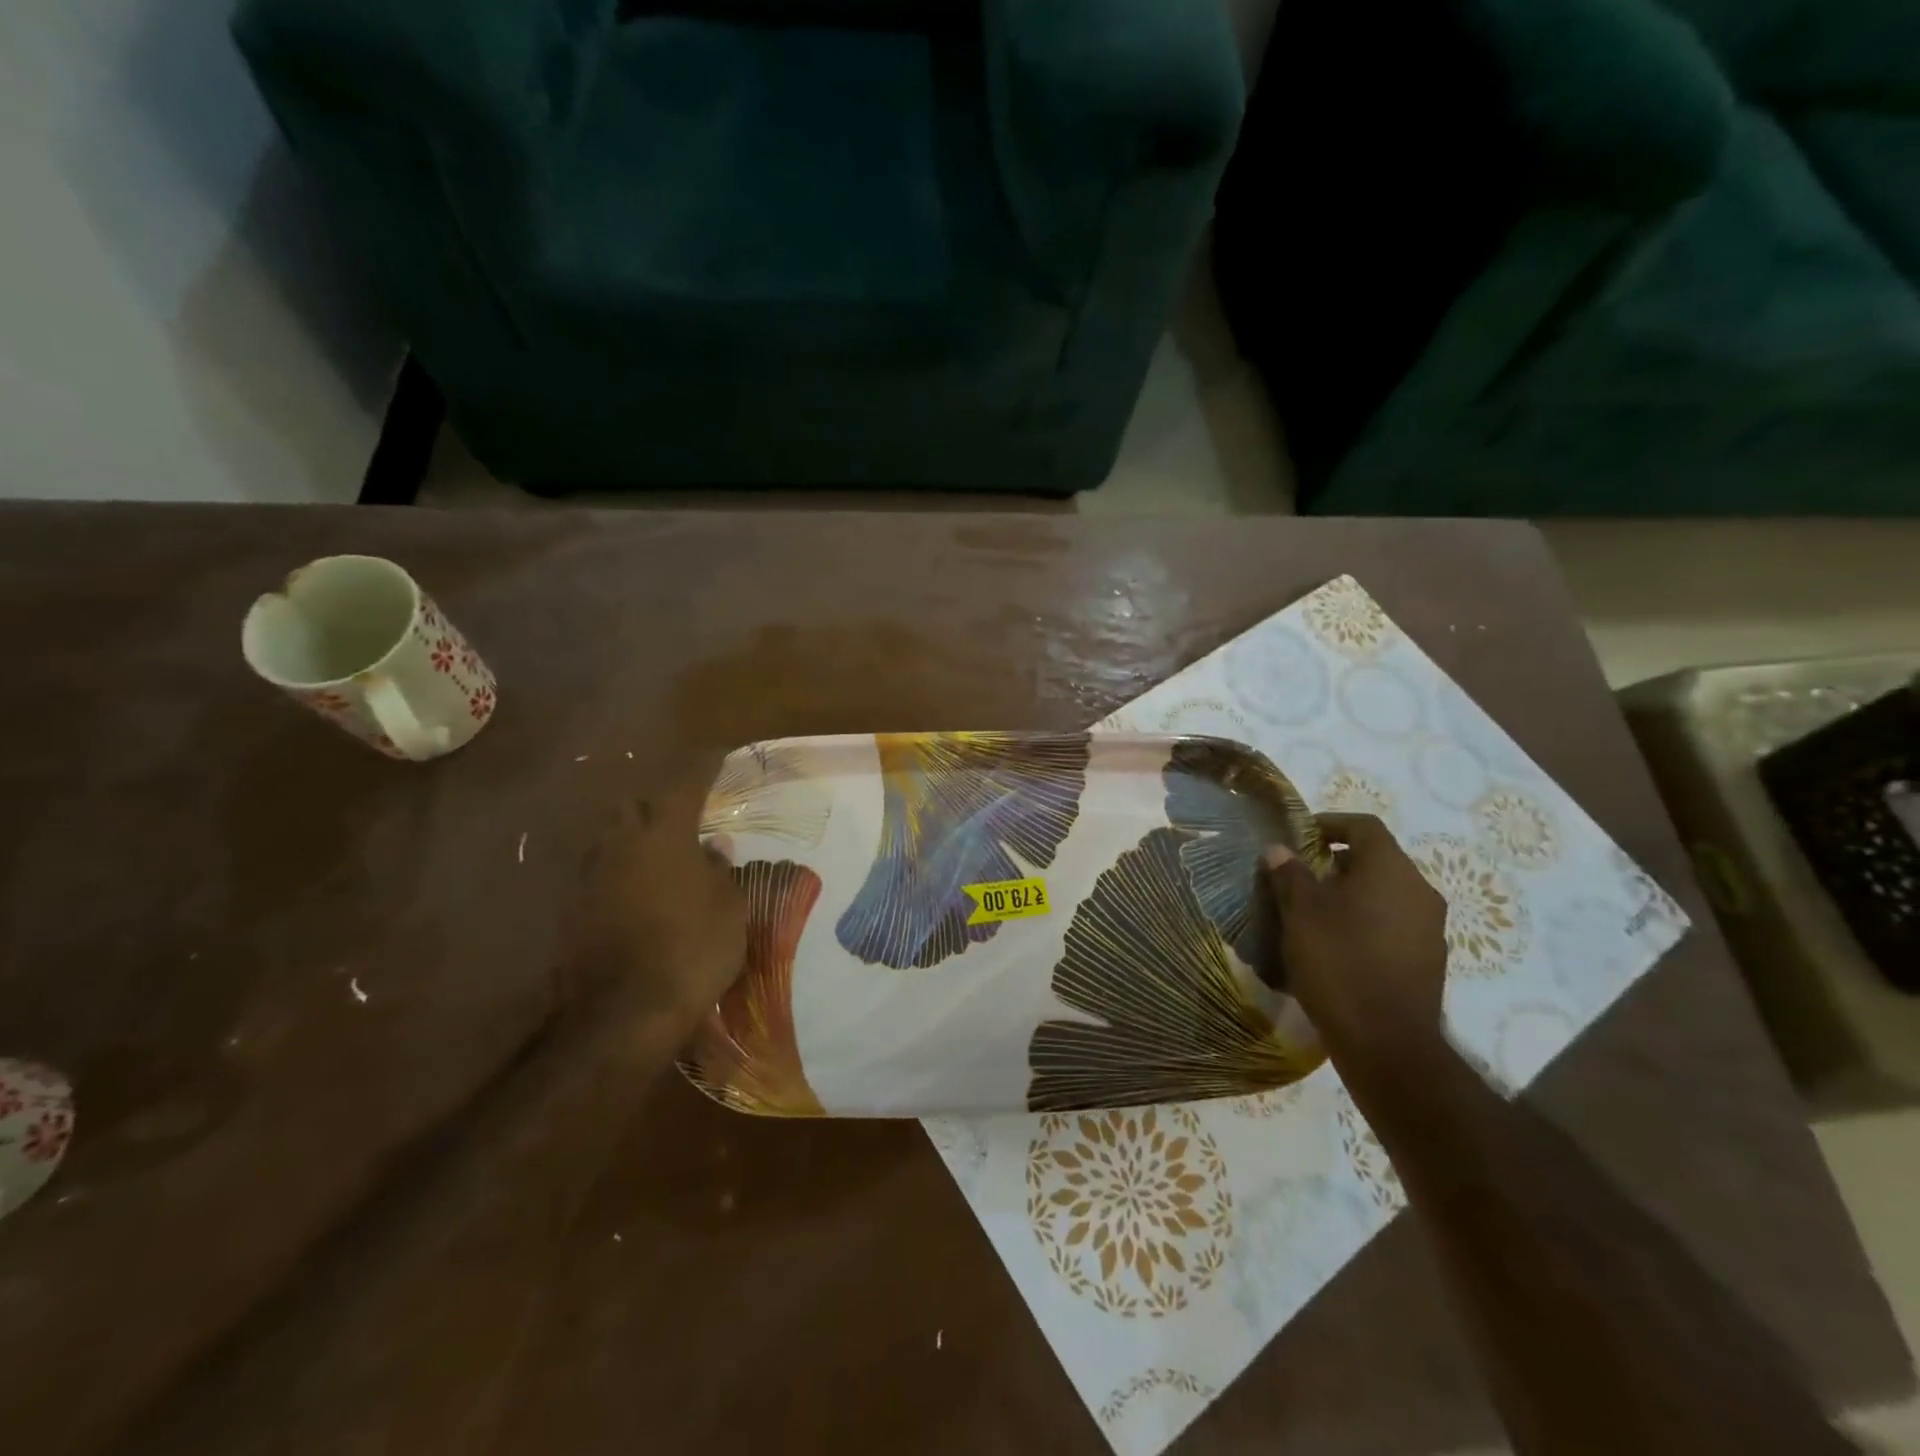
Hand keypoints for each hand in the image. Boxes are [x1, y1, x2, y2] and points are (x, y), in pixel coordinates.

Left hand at [559, 772, 745, 1038]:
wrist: (623, 1014)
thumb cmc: (692, 950)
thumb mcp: (729, 909)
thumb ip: (720, 870)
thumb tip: (713, 848)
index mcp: (663, 835)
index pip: (686, 785)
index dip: (704, 768)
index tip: (718, 756)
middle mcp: (620, 845)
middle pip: (632, 805)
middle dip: (655, 804)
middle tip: (681, 818)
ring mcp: (589, 878)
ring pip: (609, 840)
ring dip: (632, 840)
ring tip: (659, 857)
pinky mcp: (572, 912)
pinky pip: (598, 877)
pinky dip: (618, 876)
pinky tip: (637, 896)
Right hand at [1264, 812, 1448, 1077]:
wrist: (1386, 1043)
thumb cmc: (1339, 962)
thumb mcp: (1301, 913)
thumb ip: (1290, 875)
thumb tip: (1279, 849)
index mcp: (1391, 869)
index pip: (1364, 826)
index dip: (1331, 822)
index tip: (1301, 835)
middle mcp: (1420, 890)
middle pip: (1378, 859)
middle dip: (1338, 862)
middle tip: (1302, 876)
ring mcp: (1430, 927)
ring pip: (1387, 893)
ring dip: (1354, 893)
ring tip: (1316, 913)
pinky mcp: (1429, 960)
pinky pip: (1395, 923)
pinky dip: (1368, 921)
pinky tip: (1340, 945)